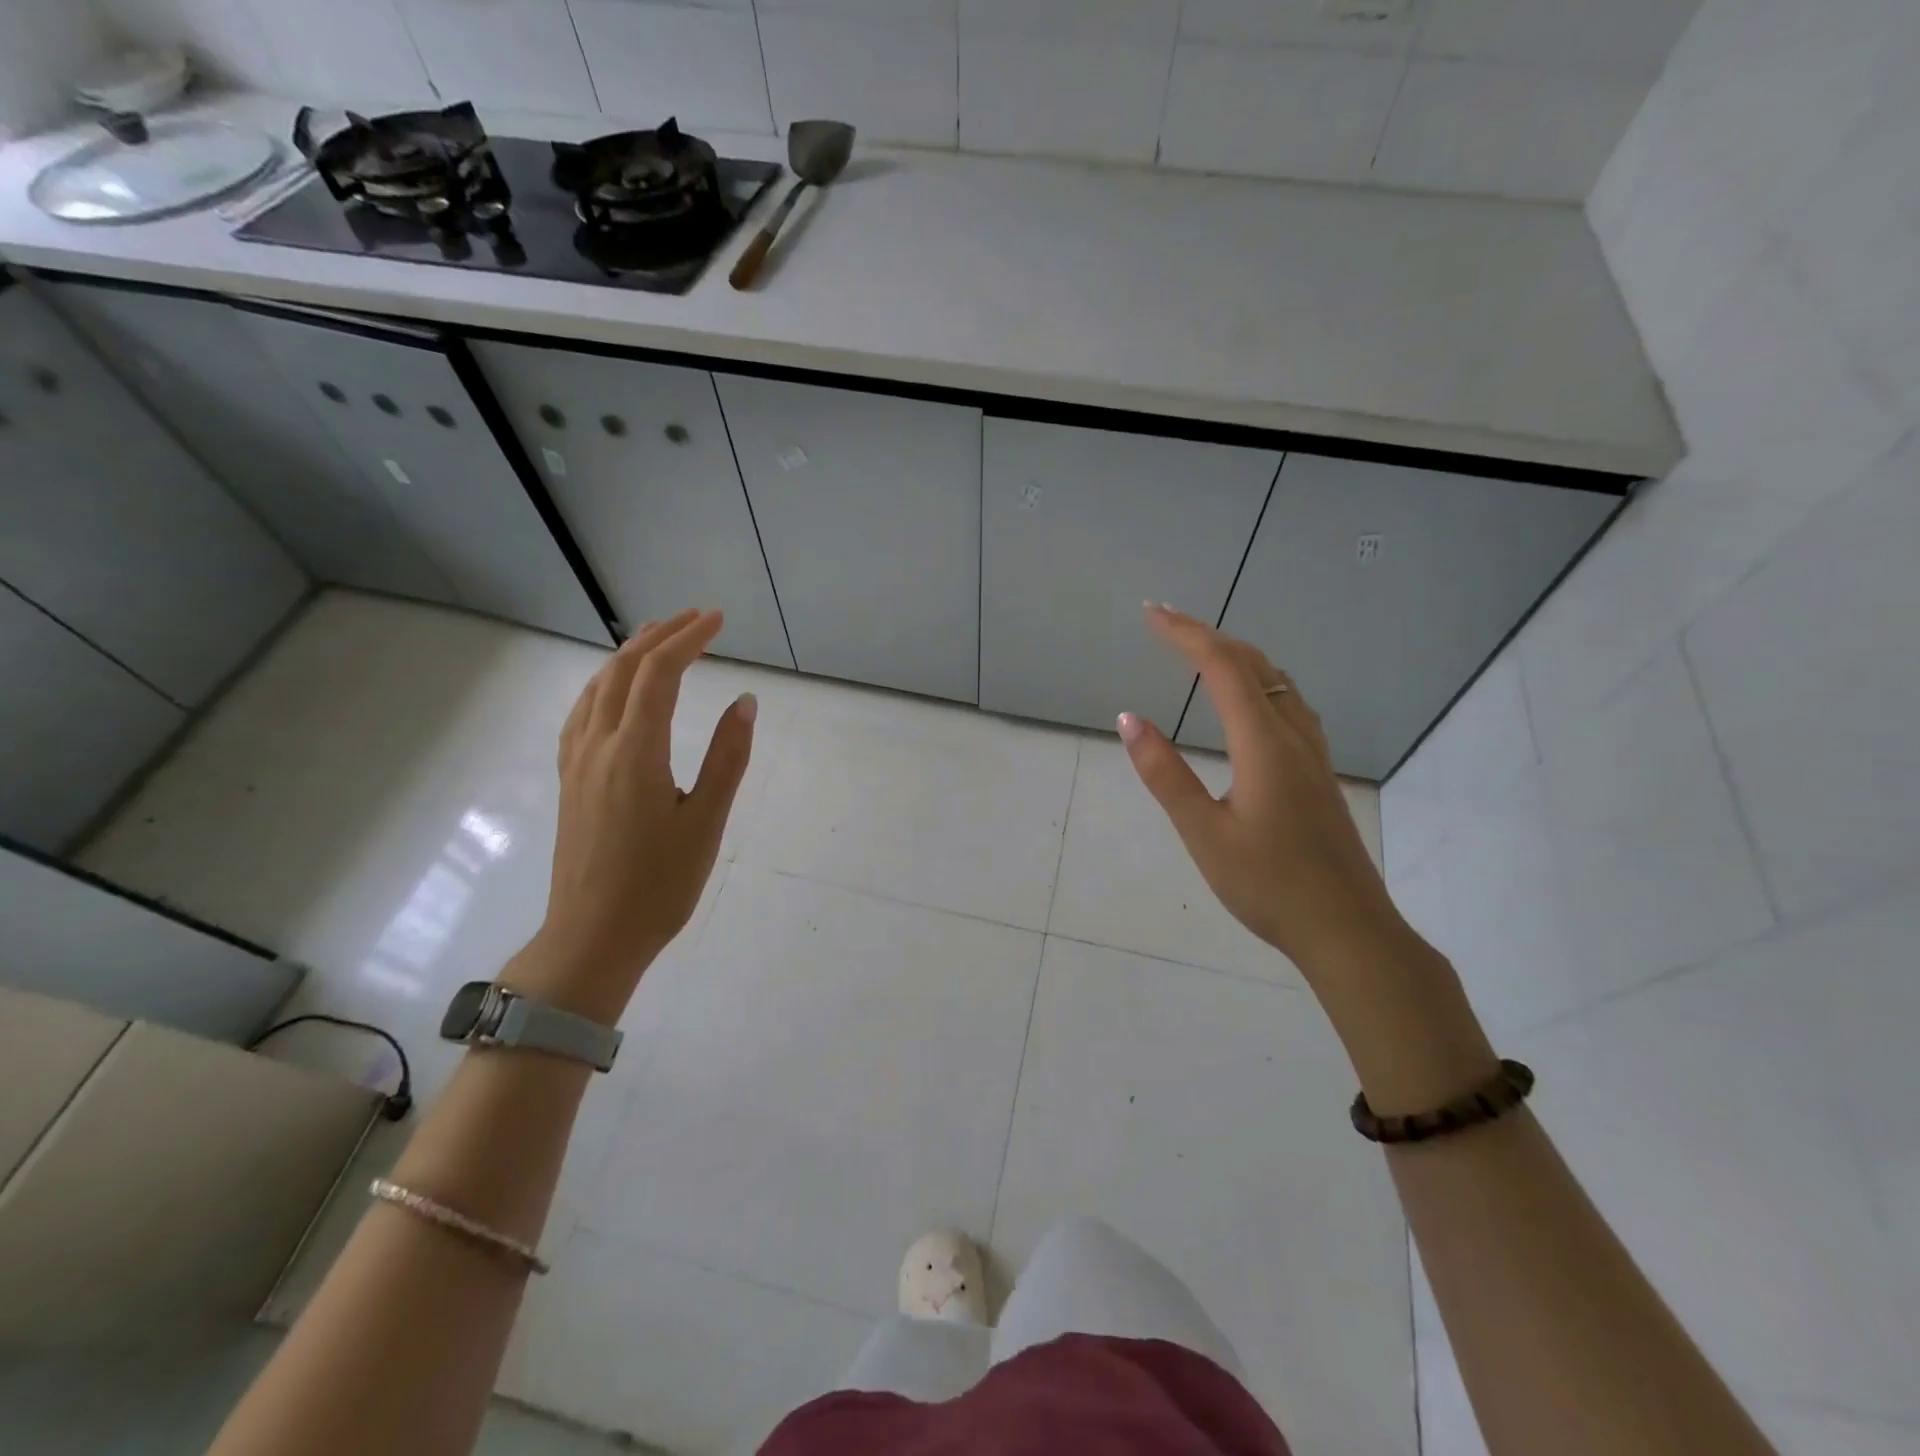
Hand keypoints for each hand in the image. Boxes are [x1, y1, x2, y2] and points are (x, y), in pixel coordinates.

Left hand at [517, 609, 755, 1022]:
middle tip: (695, 619)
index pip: (658, 675)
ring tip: (658, 640)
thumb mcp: (706, 822)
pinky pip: (583, 713)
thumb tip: (745, 702)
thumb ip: (726, 757)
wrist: (593, 936)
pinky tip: (616, 692)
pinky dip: (605, 684)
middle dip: (659, 636)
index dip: (688, 639)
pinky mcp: (569, 780)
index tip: (717, 619)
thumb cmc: (659, 885)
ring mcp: (576, 762)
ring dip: (628, 656)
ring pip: (596, 688)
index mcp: (635, 753)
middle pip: (622, 671)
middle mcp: (598, 746)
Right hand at [1119, 604, 1399, 972]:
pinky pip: (1289, 703)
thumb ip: (1165, 773)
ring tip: (1201, 651)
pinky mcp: (1320, 772)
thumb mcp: (1203, 833)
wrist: (1347, 929)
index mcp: (1263, 743)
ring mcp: (1313, 753)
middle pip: (1253, 664)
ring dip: (1237, 655)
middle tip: (1165, 622)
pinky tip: (1251, 701)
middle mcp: (1293, 735)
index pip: (1222, 667)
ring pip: (1277, 681)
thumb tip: (1129, 719)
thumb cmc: (1269, 884)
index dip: (1185, 634)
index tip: (1151, 614)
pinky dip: (1259, 681)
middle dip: (1207, 634)